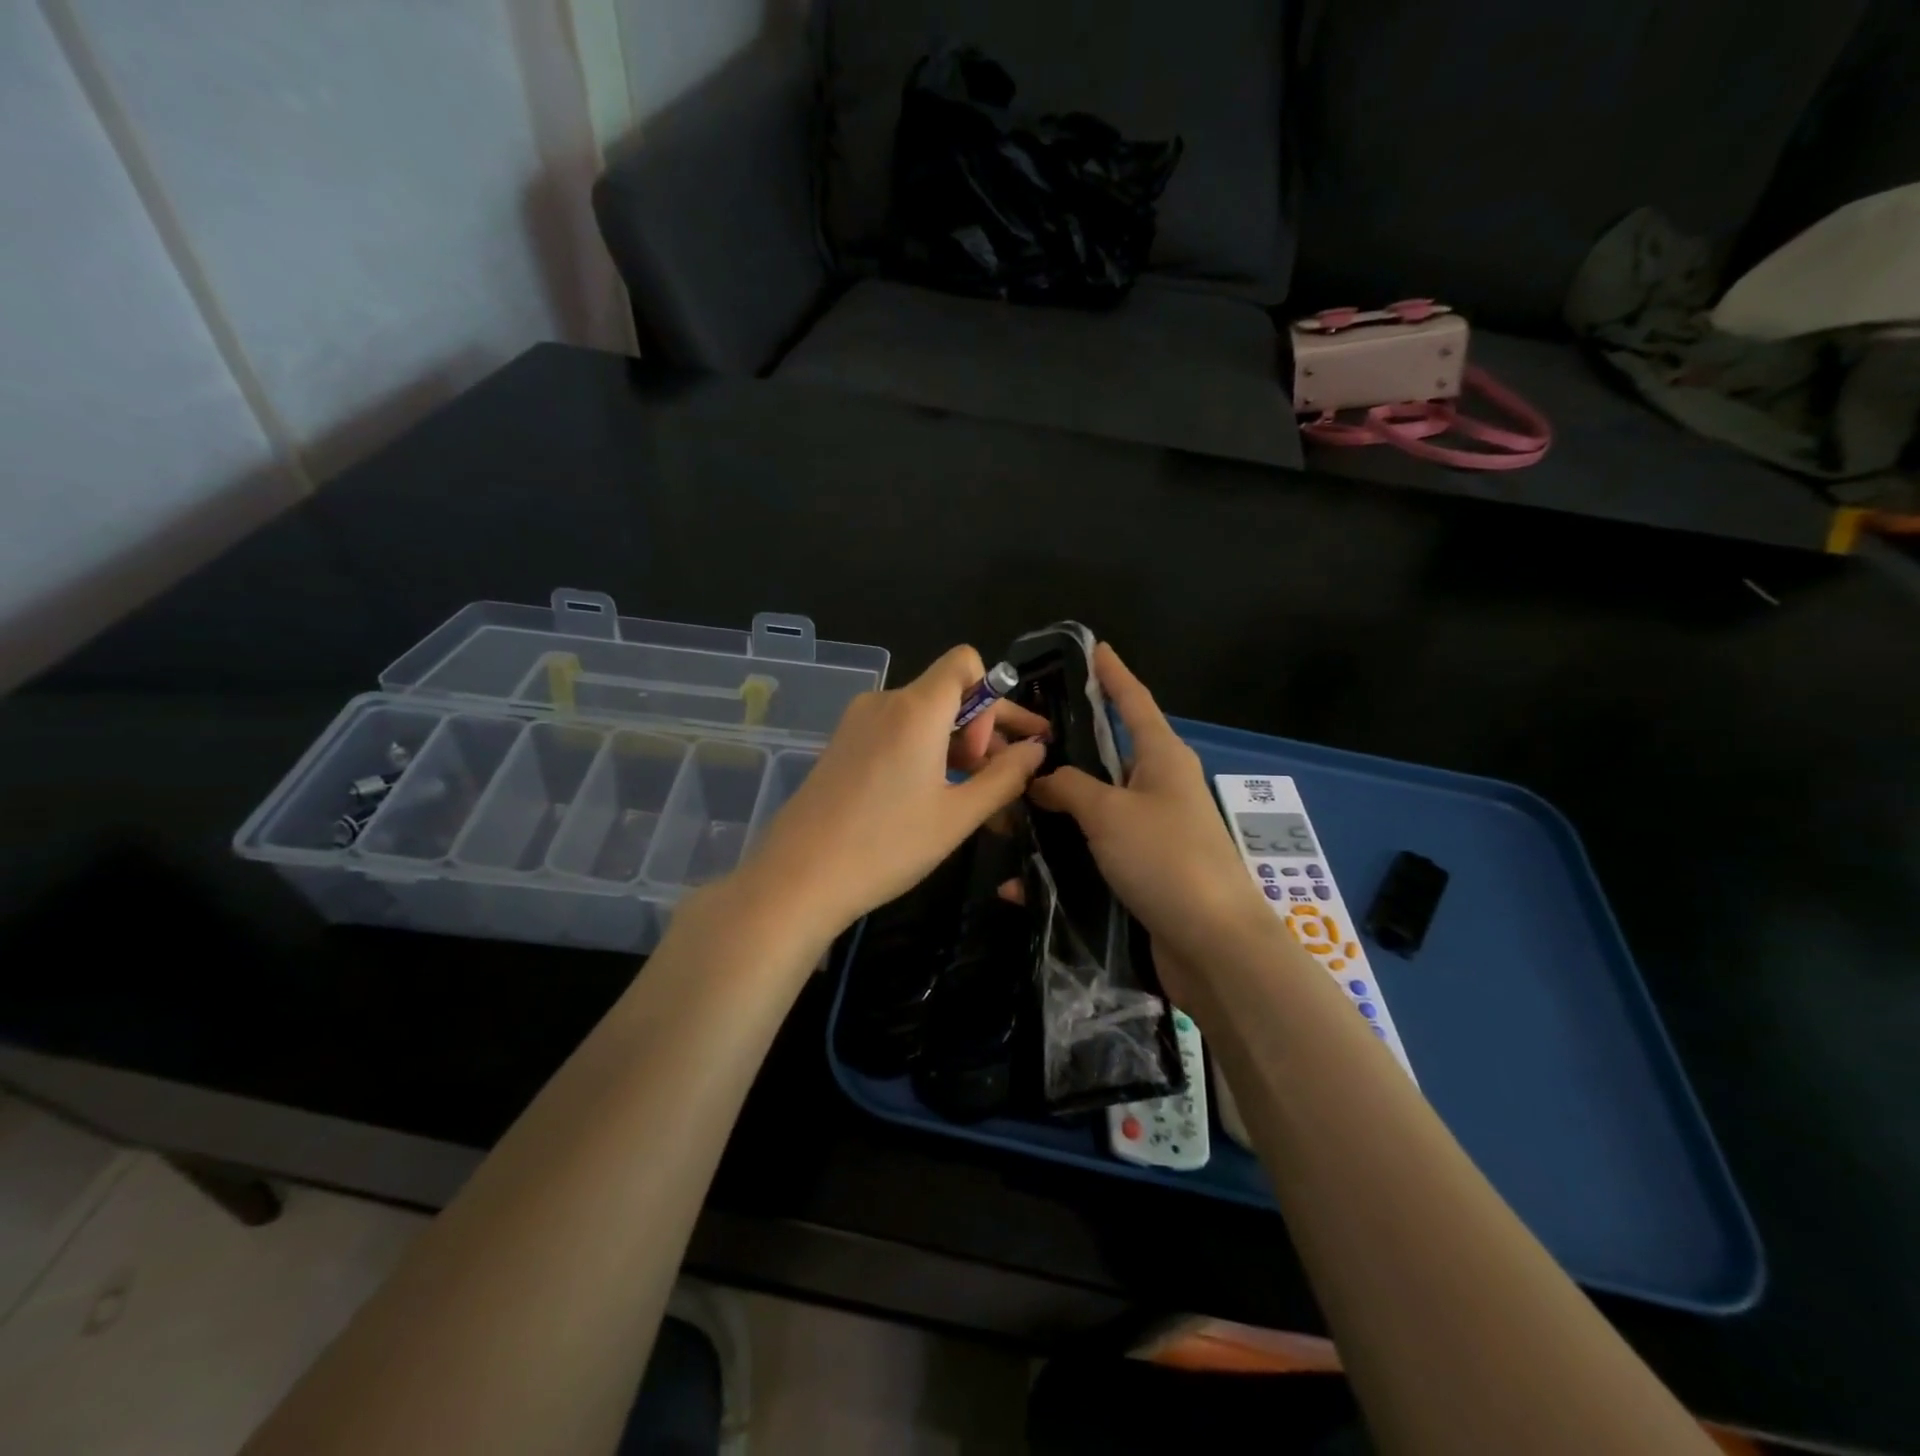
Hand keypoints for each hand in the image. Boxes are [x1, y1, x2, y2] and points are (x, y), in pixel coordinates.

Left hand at [746, 646, 1049, 939]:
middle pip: (947, 692)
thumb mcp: (958, 815)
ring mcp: (857, 723)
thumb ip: (1006, 776)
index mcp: (915, 708)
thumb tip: (1036, 749)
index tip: (989, 750)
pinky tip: (932, 797)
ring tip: (972, 796)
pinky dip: (924, 753)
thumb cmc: (886, 846)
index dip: (991, 697)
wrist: (797, 879)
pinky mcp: (842, 745)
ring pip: (923, 717)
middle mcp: (884, 702)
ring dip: (954, 746)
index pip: (965, 662)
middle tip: (1003, 777)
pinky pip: (896, 733)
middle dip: (982, 728)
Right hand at [1029, 644, 1272, 974]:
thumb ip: (1069, 787)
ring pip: (1090, 808)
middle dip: (1063, 749)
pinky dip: (1058, 864)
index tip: (1094, 648)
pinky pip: (1090, 854)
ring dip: (1050, 811)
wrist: (1213, 946)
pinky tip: (1019, 882)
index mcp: (1162, 758)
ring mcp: (1149, 831)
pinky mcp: (1139, 871)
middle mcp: (1158, 787)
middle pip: (1105, 756)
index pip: (1133, 701)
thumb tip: (1041, 778)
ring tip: (1002, 809)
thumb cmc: (1166, 859)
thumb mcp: (1110, 812)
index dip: (1112, 674)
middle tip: (1015, 739)